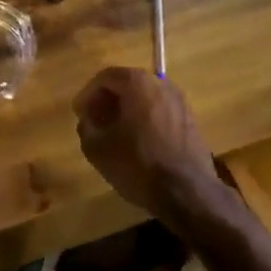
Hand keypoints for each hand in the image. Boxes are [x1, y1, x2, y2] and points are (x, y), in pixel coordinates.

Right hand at [73, 68, 225, 223]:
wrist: (188, 192)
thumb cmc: (138, 164)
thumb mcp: (97, 149)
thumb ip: (86, 127)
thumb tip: (89, 121)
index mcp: (138, 83)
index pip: (106, 77)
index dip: (88, 94)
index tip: (79, 114)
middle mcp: (162, 84)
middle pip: (128, 84)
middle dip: (108, 101)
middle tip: (95, 121)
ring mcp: (180, 102)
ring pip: (146, 98)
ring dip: (128, 111)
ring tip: (115, 133)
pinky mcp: (191, 121)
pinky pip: (161, 112)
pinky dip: (146, 120)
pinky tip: (138, 143)